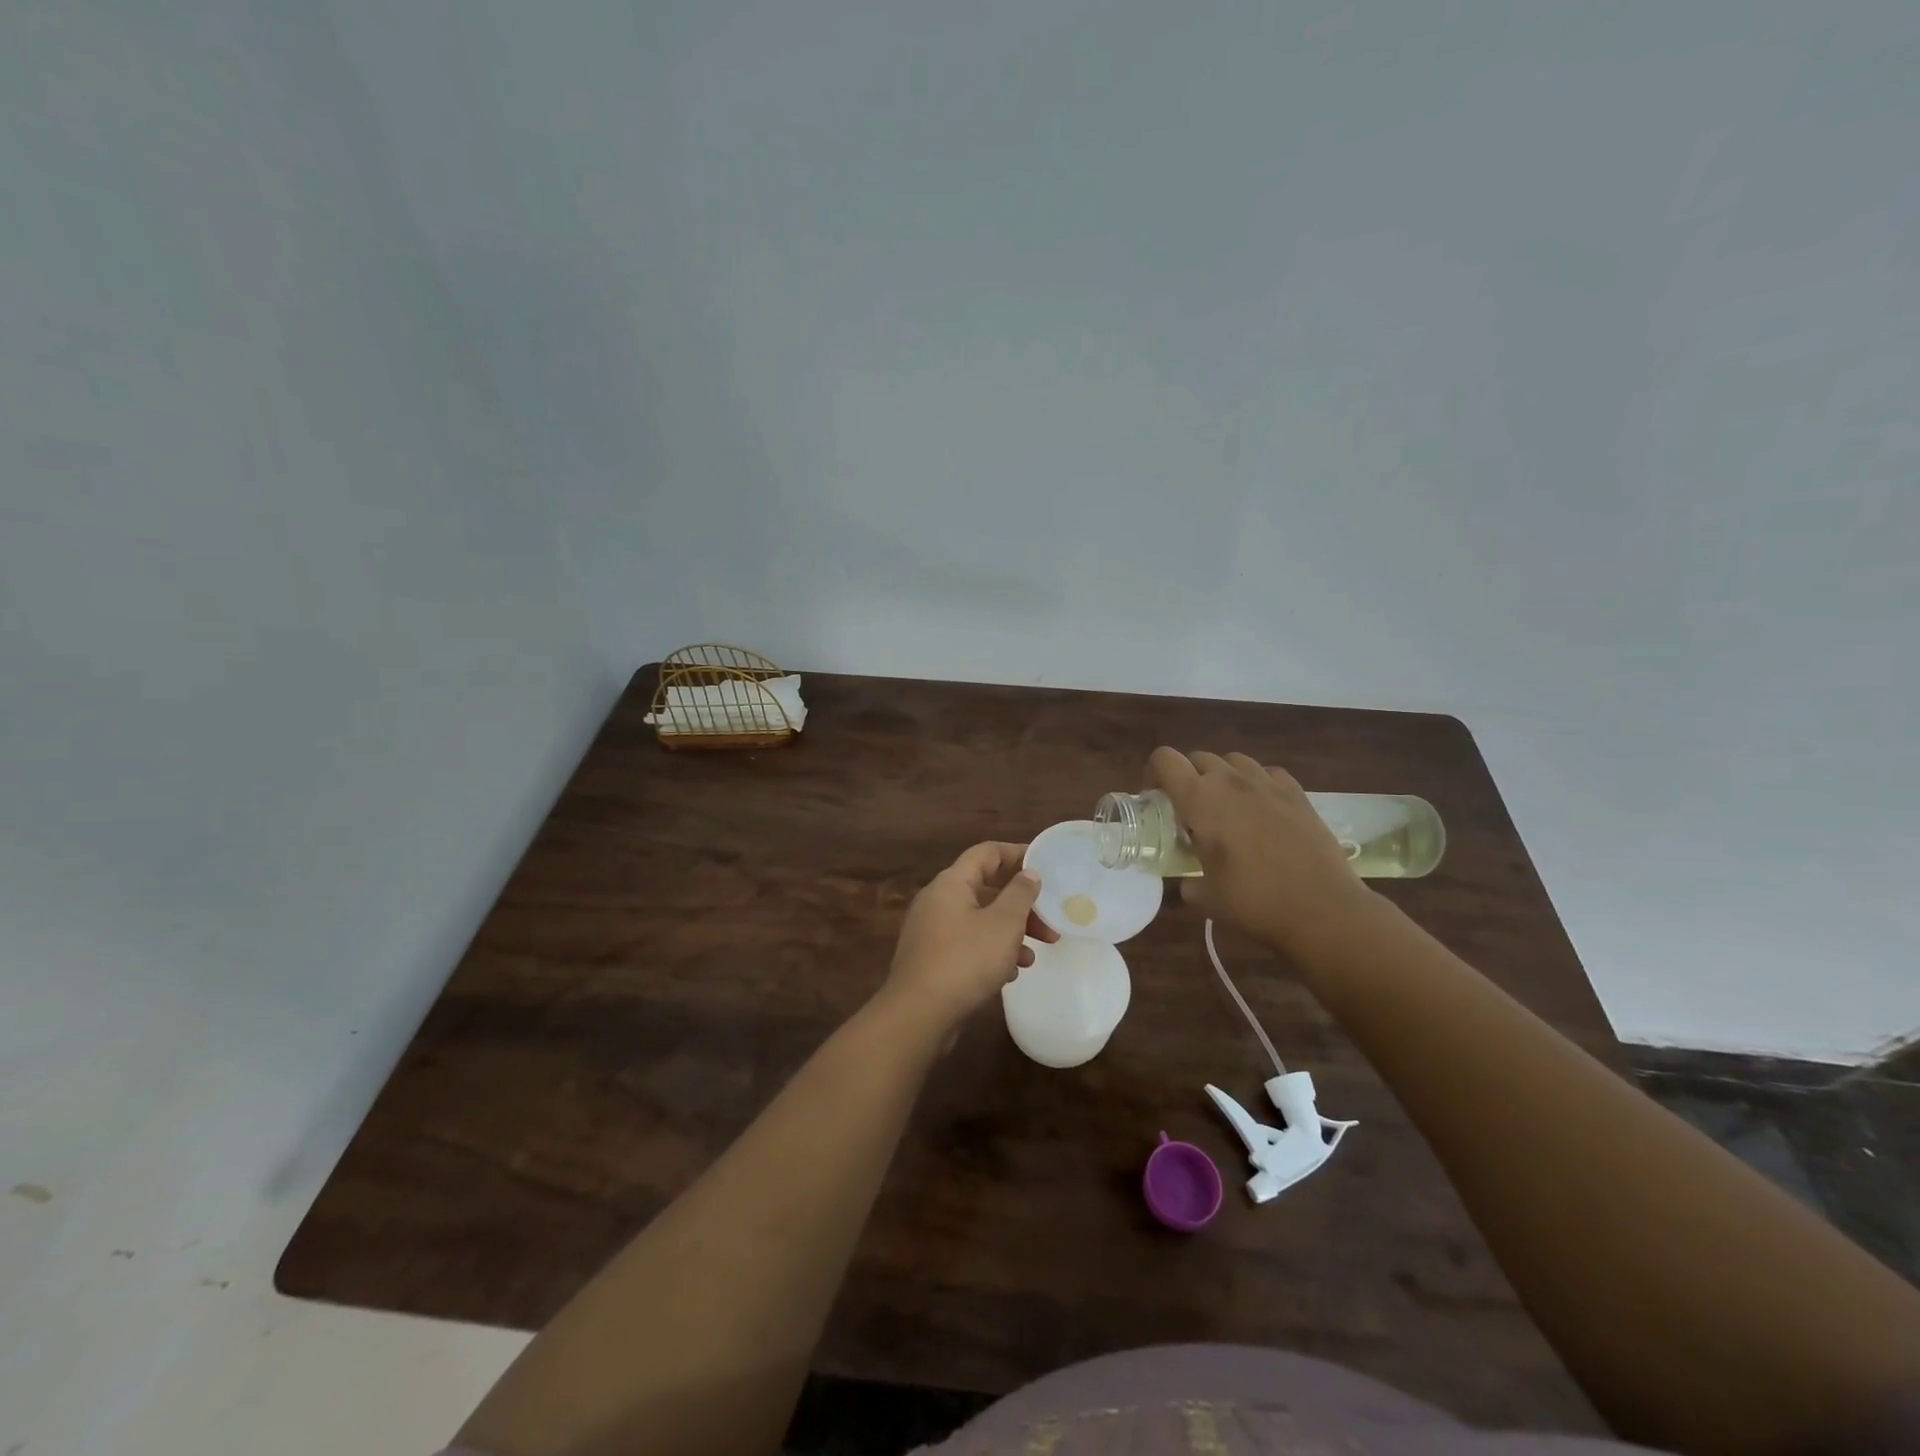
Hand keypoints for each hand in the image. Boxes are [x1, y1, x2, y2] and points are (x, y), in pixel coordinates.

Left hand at [880, 842, 1055, 1036]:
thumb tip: (1029, 873)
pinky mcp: (931, 960)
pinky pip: (968, 945)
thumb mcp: (1003, 924)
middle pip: (985, 889)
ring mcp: (931, 931)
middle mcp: (937, 901)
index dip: (1016, 853)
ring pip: (979, 921)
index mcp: (951, 883)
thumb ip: (1020, 894)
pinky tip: (1010, 974)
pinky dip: (991, 953)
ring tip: (1033, 956)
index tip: (1045, 864)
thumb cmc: (965, 961)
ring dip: (1009, 933)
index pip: (986, 853)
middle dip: (1020, 905)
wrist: (918, 1015)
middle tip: (1049, 923)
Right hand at [1148, 748, 1378, 955]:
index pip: (1164, 759)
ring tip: (1225, 806)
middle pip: (1197, 757)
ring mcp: (1267, 783)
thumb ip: (1189, 883)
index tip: (1154, 798)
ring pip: (1233, 760)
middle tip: (1188, 809)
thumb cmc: (1254, 901)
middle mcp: (1230, 781)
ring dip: (1221, 776)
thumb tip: (1189, 883)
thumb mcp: (1206, 897)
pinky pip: (1267, 773)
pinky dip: (1256, 783)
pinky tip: (1261, 808)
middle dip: (1186, 776)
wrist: (1322, 907)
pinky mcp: (1297, 793)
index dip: (1153, 773)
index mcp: (1199, 799)